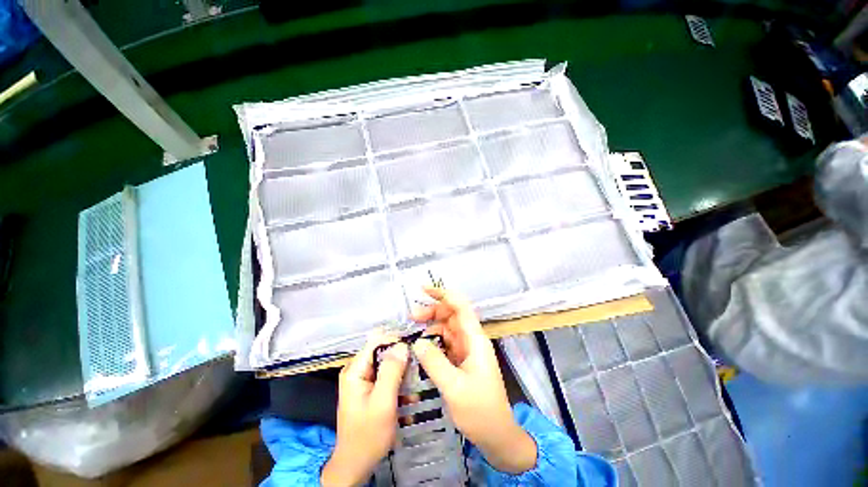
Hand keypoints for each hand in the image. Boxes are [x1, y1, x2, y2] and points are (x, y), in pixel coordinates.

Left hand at [321, 332, 408, 485]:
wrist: (356, 465)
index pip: (377, 340)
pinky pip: (387, 375)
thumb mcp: (382, 403)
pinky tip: (409, 395)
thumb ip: (391, 371)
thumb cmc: (368, 436)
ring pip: (388, 363)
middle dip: (402, 359)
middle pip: (384, 351)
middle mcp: (358, 369)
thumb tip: (403, 345)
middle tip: (419, 369)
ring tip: (416, 386)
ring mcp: (363, 379)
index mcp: (355, 369)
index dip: (396, 341)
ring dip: (403, 373)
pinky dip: (399, 382)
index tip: (414, 351)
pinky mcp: (370, 388)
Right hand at [410, 287, 536, 473]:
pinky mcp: (462, 360)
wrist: (497, 435)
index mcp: (475, 340)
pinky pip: (446, 343)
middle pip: (452, 315)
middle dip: (433, 311)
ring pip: (448, 328)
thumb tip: (417, 342)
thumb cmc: (480, 411)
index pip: (461, 307)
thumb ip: (435, 362)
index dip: (444, 294)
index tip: (423, 290)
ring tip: (414, 328)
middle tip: (412, 317)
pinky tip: (422, 345)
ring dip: (432, 325)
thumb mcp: (454, 387)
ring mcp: (467, 350)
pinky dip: (434, 340)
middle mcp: (472, 340)